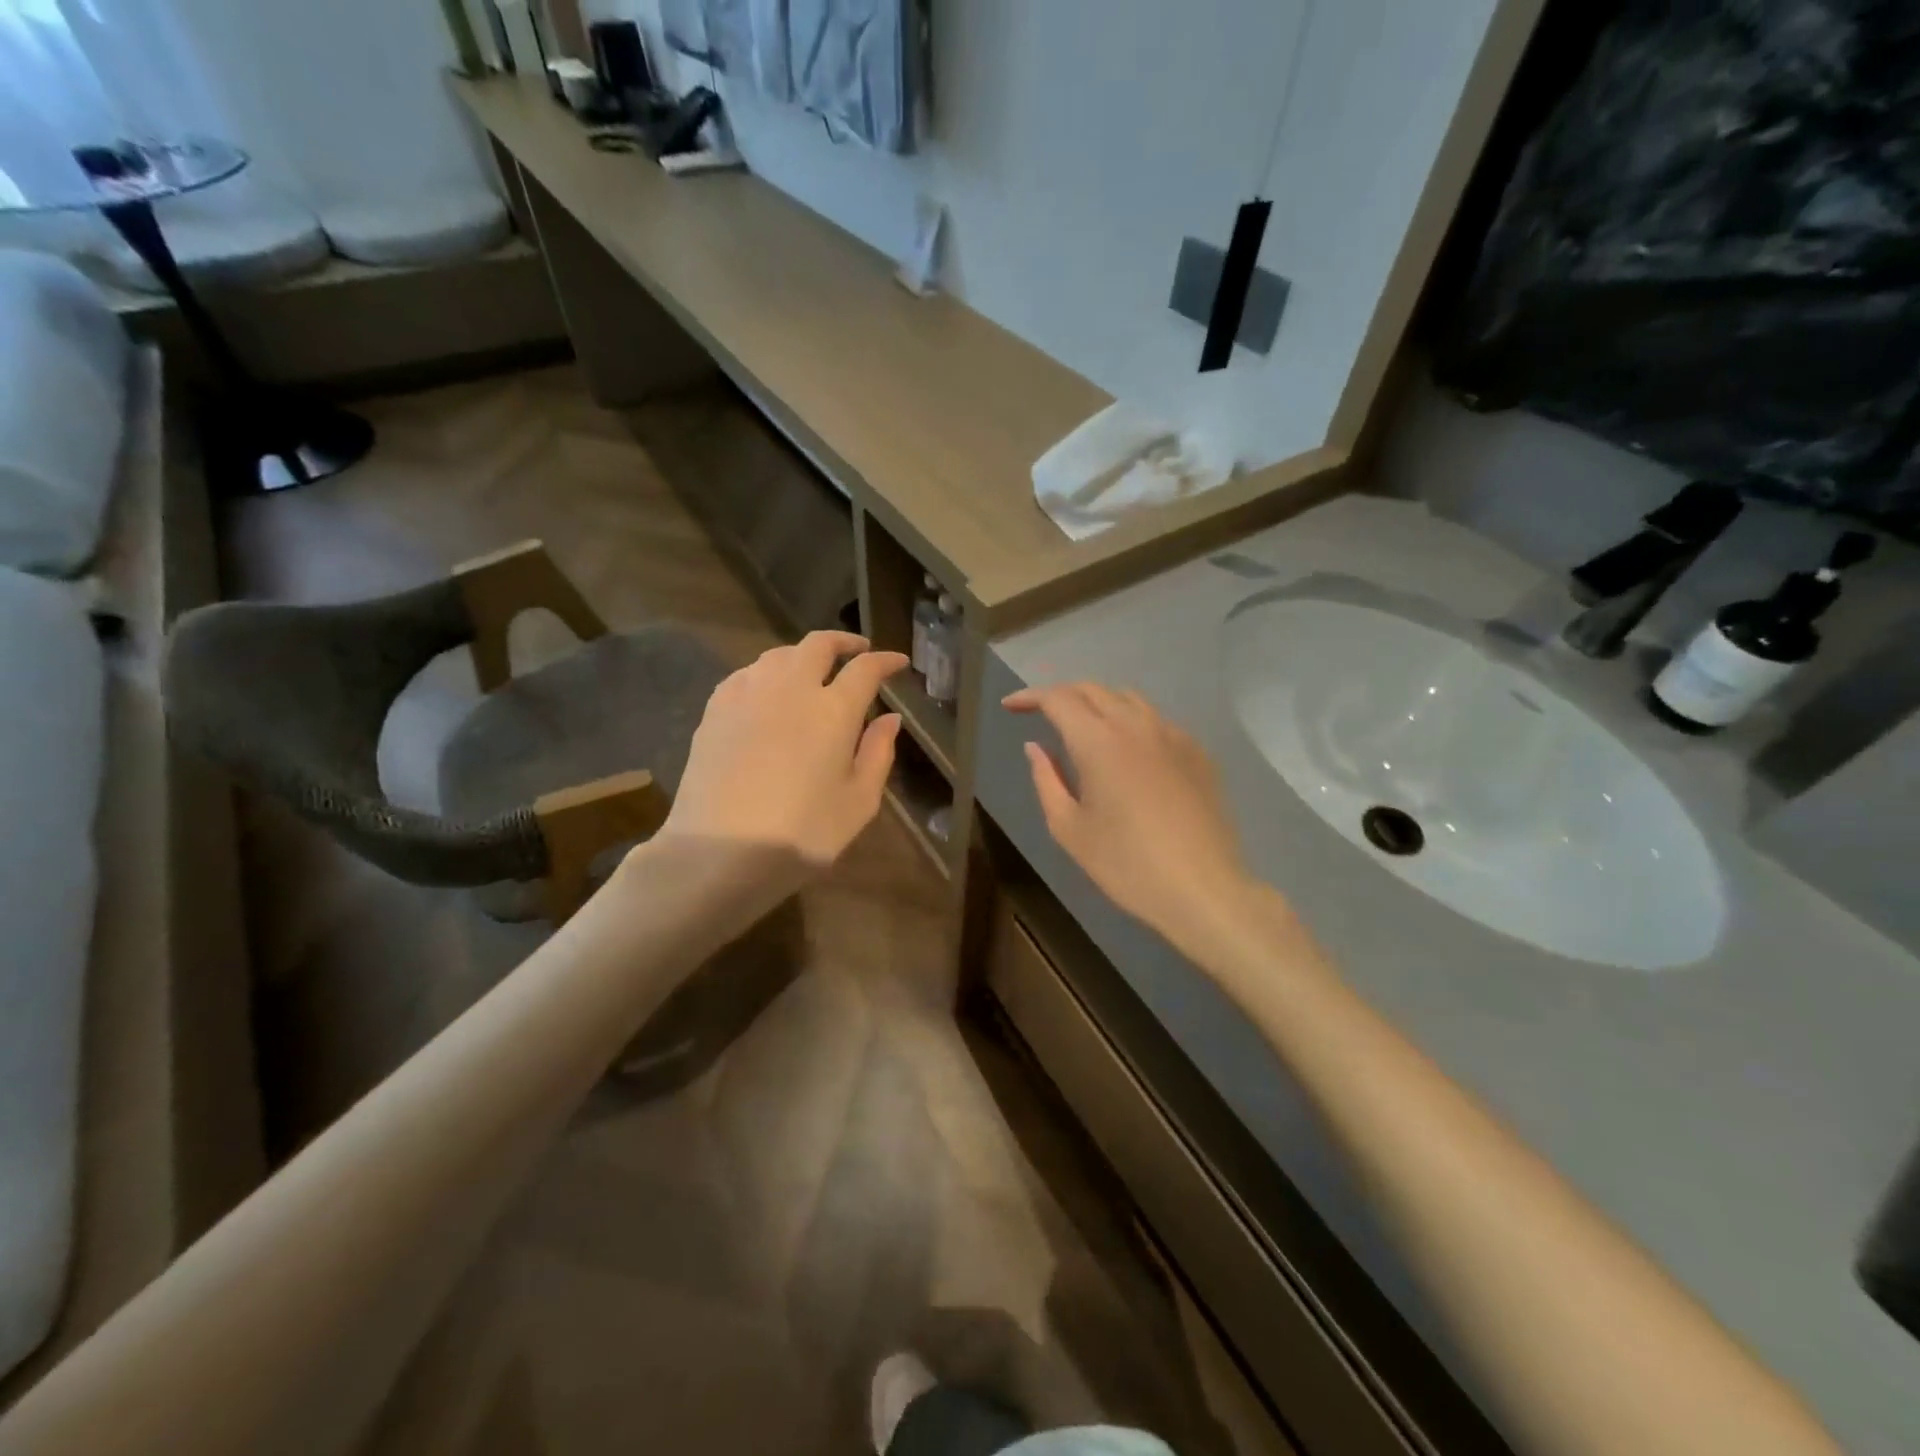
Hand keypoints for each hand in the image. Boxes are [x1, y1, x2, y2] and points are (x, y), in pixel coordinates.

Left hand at [665, 631, 907, 868]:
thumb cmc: (801, 834)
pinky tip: (767, 690)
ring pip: (779, 654)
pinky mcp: (715, 710)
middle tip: (858, 650)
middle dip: (843, 642)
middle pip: (818, 644)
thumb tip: (891, 718)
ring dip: (803, 654)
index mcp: (833, 710)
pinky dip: (766, 672)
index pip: (866, 669)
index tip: (898, 662)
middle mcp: (791, 688)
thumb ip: (878, 754)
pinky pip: (746, 674)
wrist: (718, 852)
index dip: (885, 661)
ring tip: (813, 670)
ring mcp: (748, 695)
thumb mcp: (858, 803)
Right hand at [1004, 684, 1273, 961]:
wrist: (1202, 889)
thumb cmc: (1126, 864)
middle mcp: (1136, 725)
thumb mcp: (1069, 828)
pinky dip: (1131, 722)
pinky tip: (1127, 751)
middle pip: (1093, 690)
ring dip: (1098, 703)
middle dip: (1062, 695)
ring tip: (1082, 727)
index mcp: (1098, 741)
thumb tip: (1036, 747)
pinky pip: (1156, 721)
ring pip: (1128, 699)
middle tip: (1041, 714)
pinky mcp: (1198, 752)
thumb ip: (1047, 780)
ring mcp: (1172, 735)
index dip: (1030, 697)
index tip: (1011, 706)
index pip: (1058, 699)